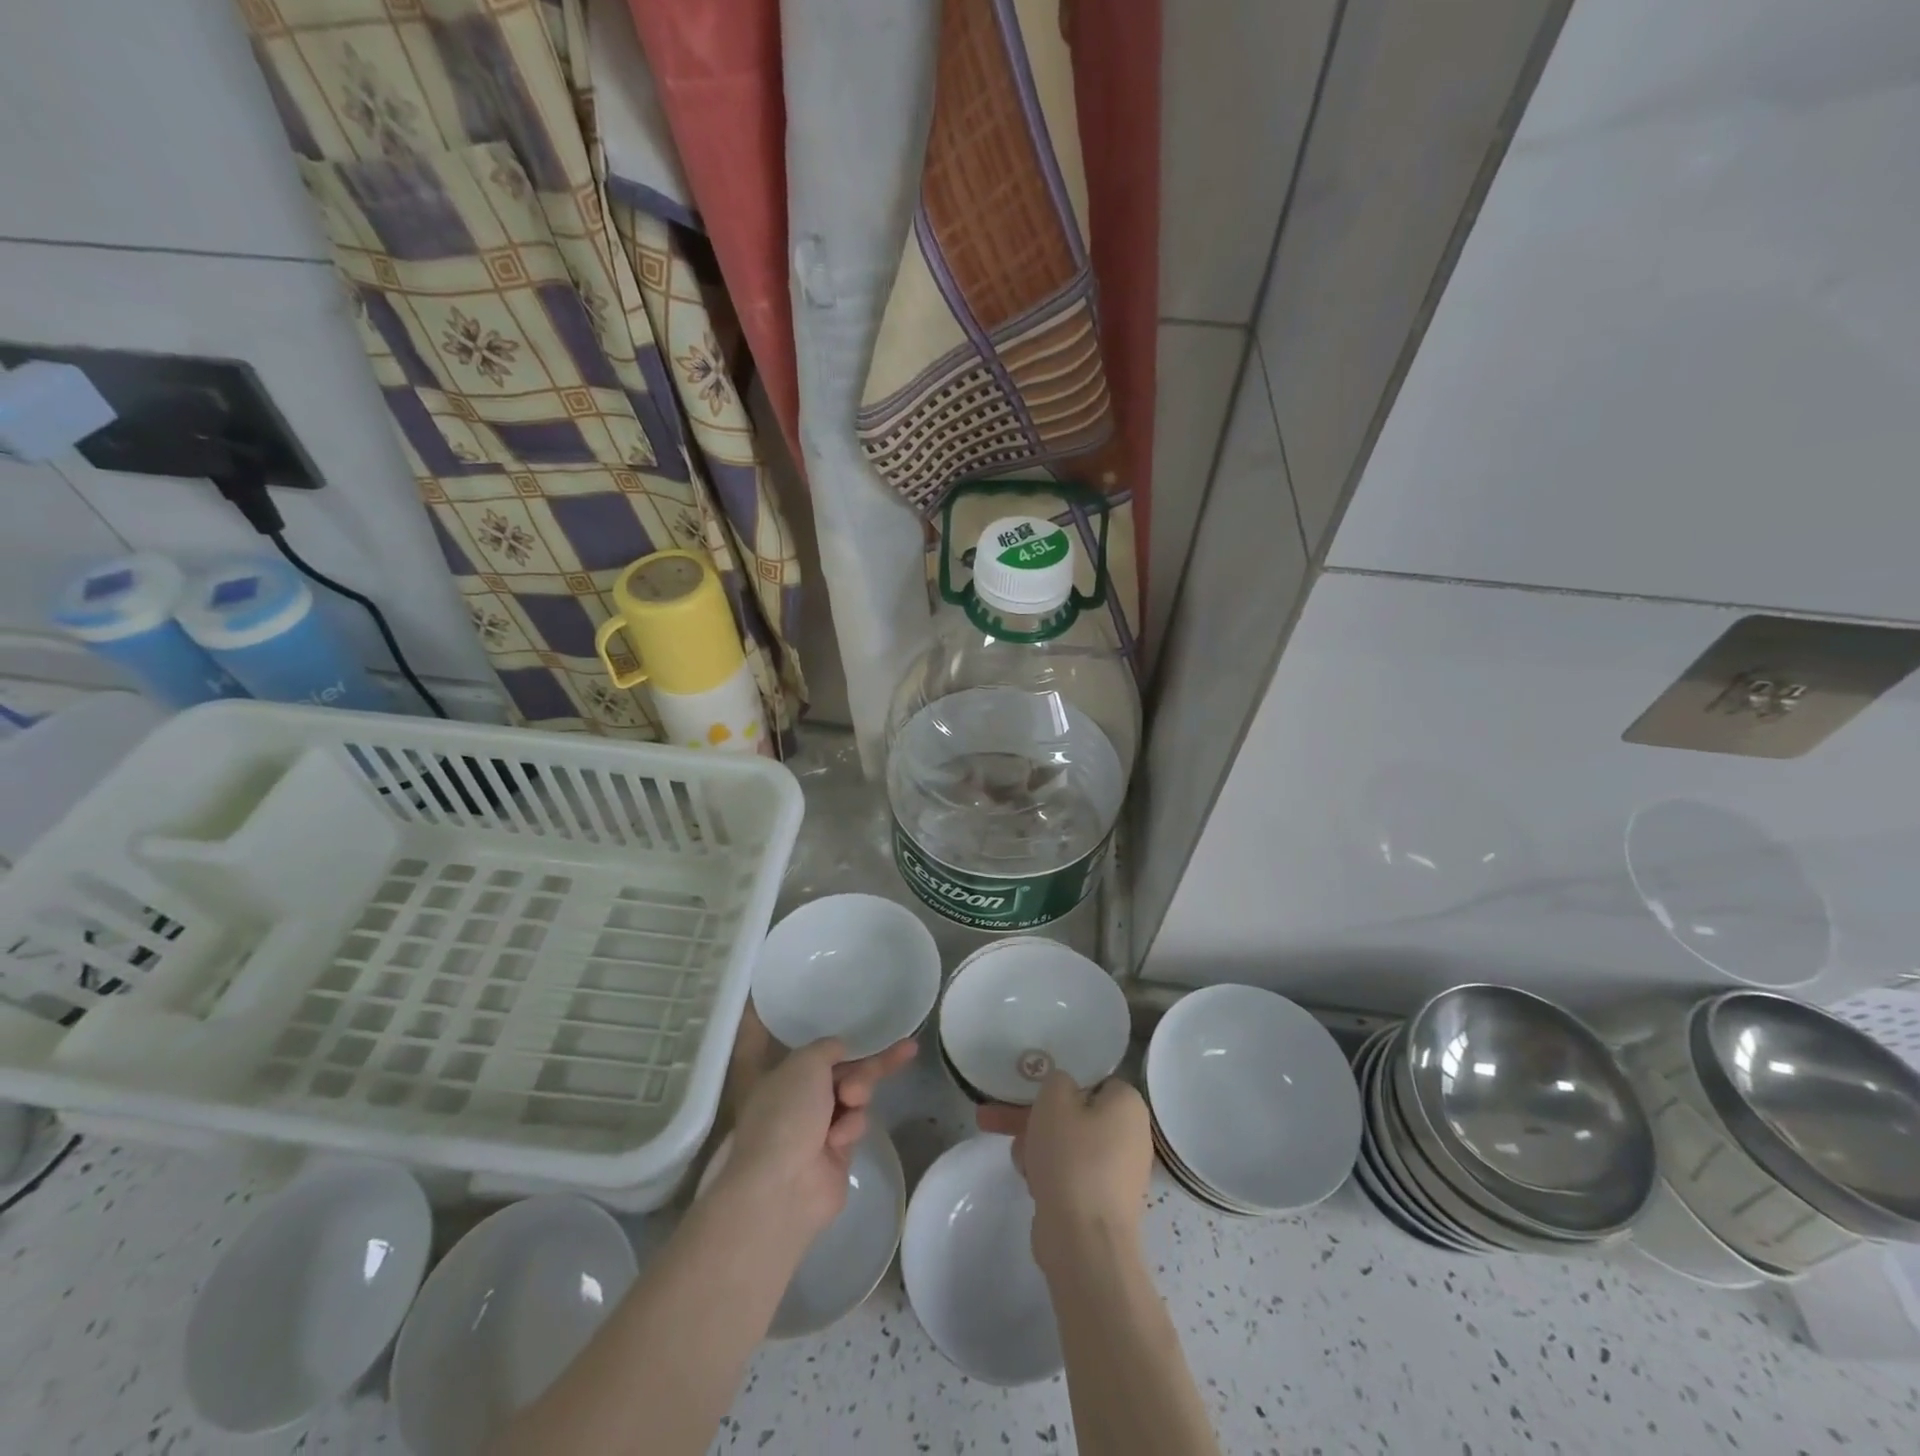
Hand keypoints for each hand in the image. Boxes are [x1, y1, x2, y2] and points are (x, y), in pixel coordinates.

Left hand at [722, 1037, 916, 1238]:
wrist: (784, 1186)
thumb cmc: (786, 1113)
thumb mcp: (806, 1061)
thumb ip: (828, 1047)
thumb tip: (840, 1050)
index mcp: (781, 1075)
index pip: (816, 1050)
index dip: (842, 1040)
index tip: (871, 1032)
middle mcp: (798, 1099)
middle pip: (844, 1071)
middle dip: (868, 1065)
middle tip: (900, 1053)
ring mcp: (817, 1127)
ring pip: (855, 1096)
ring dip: (859, 1093)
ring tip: (852, 1099)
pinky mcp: (837, 1152)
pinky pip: (856, 1125)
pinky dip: (852, 1126)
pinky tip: (839, 1139)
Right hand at [978, 1071, 1152, 1271]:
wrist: (1083, 1242)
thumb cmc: (1072, 1158)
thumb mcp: (1055, 1100)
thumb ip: (1057, 1080)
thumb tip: (1064, 1091)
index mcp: (1128, 1104)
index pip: (1092, 1080)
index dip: (1058, 1083)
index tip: (1029, 1089)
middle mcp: (1131, 1135)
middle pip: (1074, 1114)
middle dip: (1032, 1116)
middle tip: (995, 1118)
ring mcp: (1118, 1172)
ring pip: (1067, 1145)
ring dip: (1036, 1145)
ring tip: (1016, 1158)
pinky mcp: (1102, 1203)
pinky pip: (1071, 1174)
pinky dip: (1048, 1173)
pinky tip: (1028, 1179)